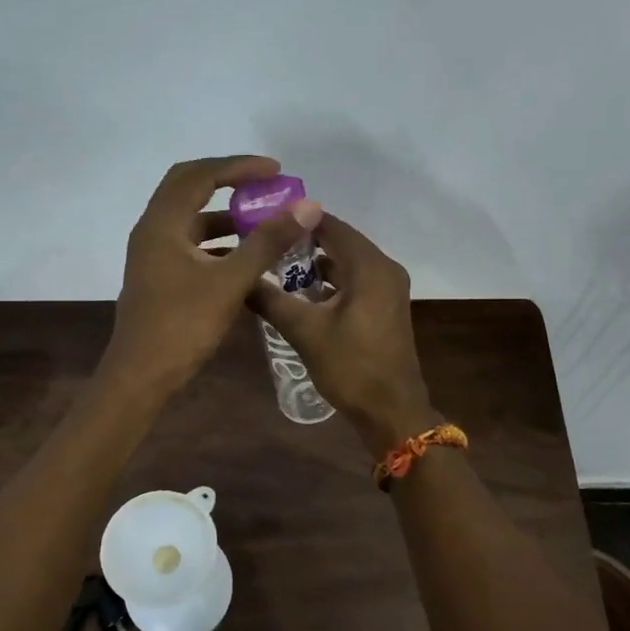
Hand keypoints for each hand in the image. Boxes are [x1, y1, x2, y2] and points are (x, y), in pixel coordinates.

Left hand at [101, 155, 321, 399]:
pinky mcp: (159, 276)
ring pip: (191, 219)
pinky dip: (218, 242)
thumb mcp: (230, 282)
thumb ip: (267, 242)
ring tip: (263, 221)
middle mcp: (153, 230)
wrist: (141, 376)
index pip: (200, 175)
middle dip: (229, 182)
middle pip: (189, 188)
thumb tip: (305, 207)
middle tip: (265, 185)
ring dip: (225, 215)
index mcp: (162, 224)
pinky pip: (191, 244)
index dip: (238, 167)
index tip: (275, 171)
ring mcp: (153, 255)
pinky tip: (246, 258)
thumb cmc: (182, 326)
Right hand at [246, 215, 436, 452]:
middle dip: (302, 241)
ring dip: (315, 263)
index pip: (330, 225)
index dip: (296, 219)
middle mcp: (384, 269)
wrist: (391, 411)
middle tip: (263, 241)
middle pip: (339, 241)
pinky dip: (330, 281)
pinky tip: (300, 293)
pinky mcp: (384, 308)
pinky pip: (354, 281)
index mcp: (370, 266)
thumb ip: (270, 300)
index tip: (262, 220)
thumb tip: (238, 278)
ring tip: (274, 265)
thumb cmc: (351, 366)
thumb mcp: (304, 331)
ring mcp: (387, 289)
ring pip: (346, 263)